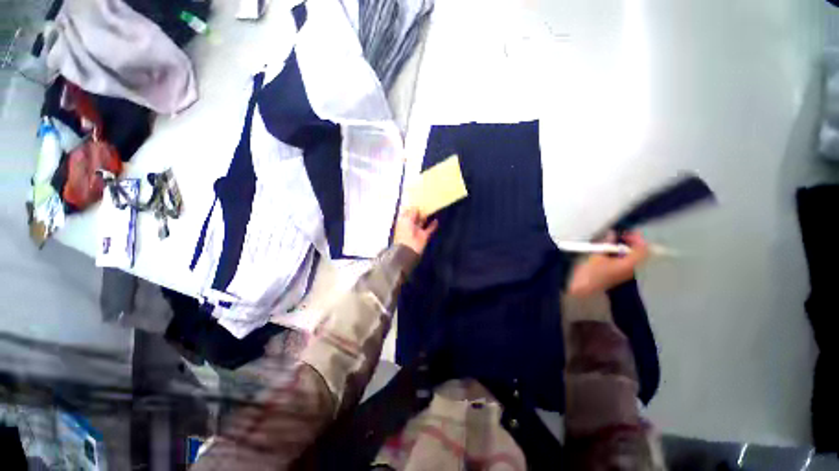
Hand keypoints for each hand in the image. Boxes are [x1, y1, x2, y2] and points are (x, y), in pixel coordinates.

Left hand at [394, 208, 438, 255]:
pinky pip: (429, 229)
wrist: (409, 249)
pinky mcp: (424, 236)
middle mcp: (410, 225)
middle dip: (419, 211)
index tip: (416, 201)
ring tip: (431, 209)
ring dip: (426, 217)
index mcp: (403, 221)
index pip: (407, 213)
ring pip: (422, 222)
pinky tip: (436, 220)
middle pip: (415, 217)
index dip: (411, 208)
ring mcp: (417, 231)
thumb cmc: (405, 233)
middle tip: (425, 204)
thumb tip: (416, 207)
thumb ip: (412, 213)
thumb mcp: (407, 220)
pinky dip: (433, 225)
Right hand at [567, 231, 649, 296]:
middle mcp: (632, 269)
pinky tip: (611, 251)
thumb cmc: (589, 272)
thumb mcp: (596, 255)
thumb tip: (612, 232)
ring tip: (615, 241)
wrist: (582, 289)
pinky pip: (627, 262)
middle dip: (633, 243)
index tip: (626, 231)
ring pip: (634, 258)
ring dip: (627, 248)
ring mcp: (625, 273)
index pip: (643, 249)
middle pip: (640, 254)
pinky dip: (622, 254)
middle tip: (621, 234)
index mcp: (629, 264)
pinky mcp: (618, 274)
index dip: (637, 238)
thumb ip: (606, 243)